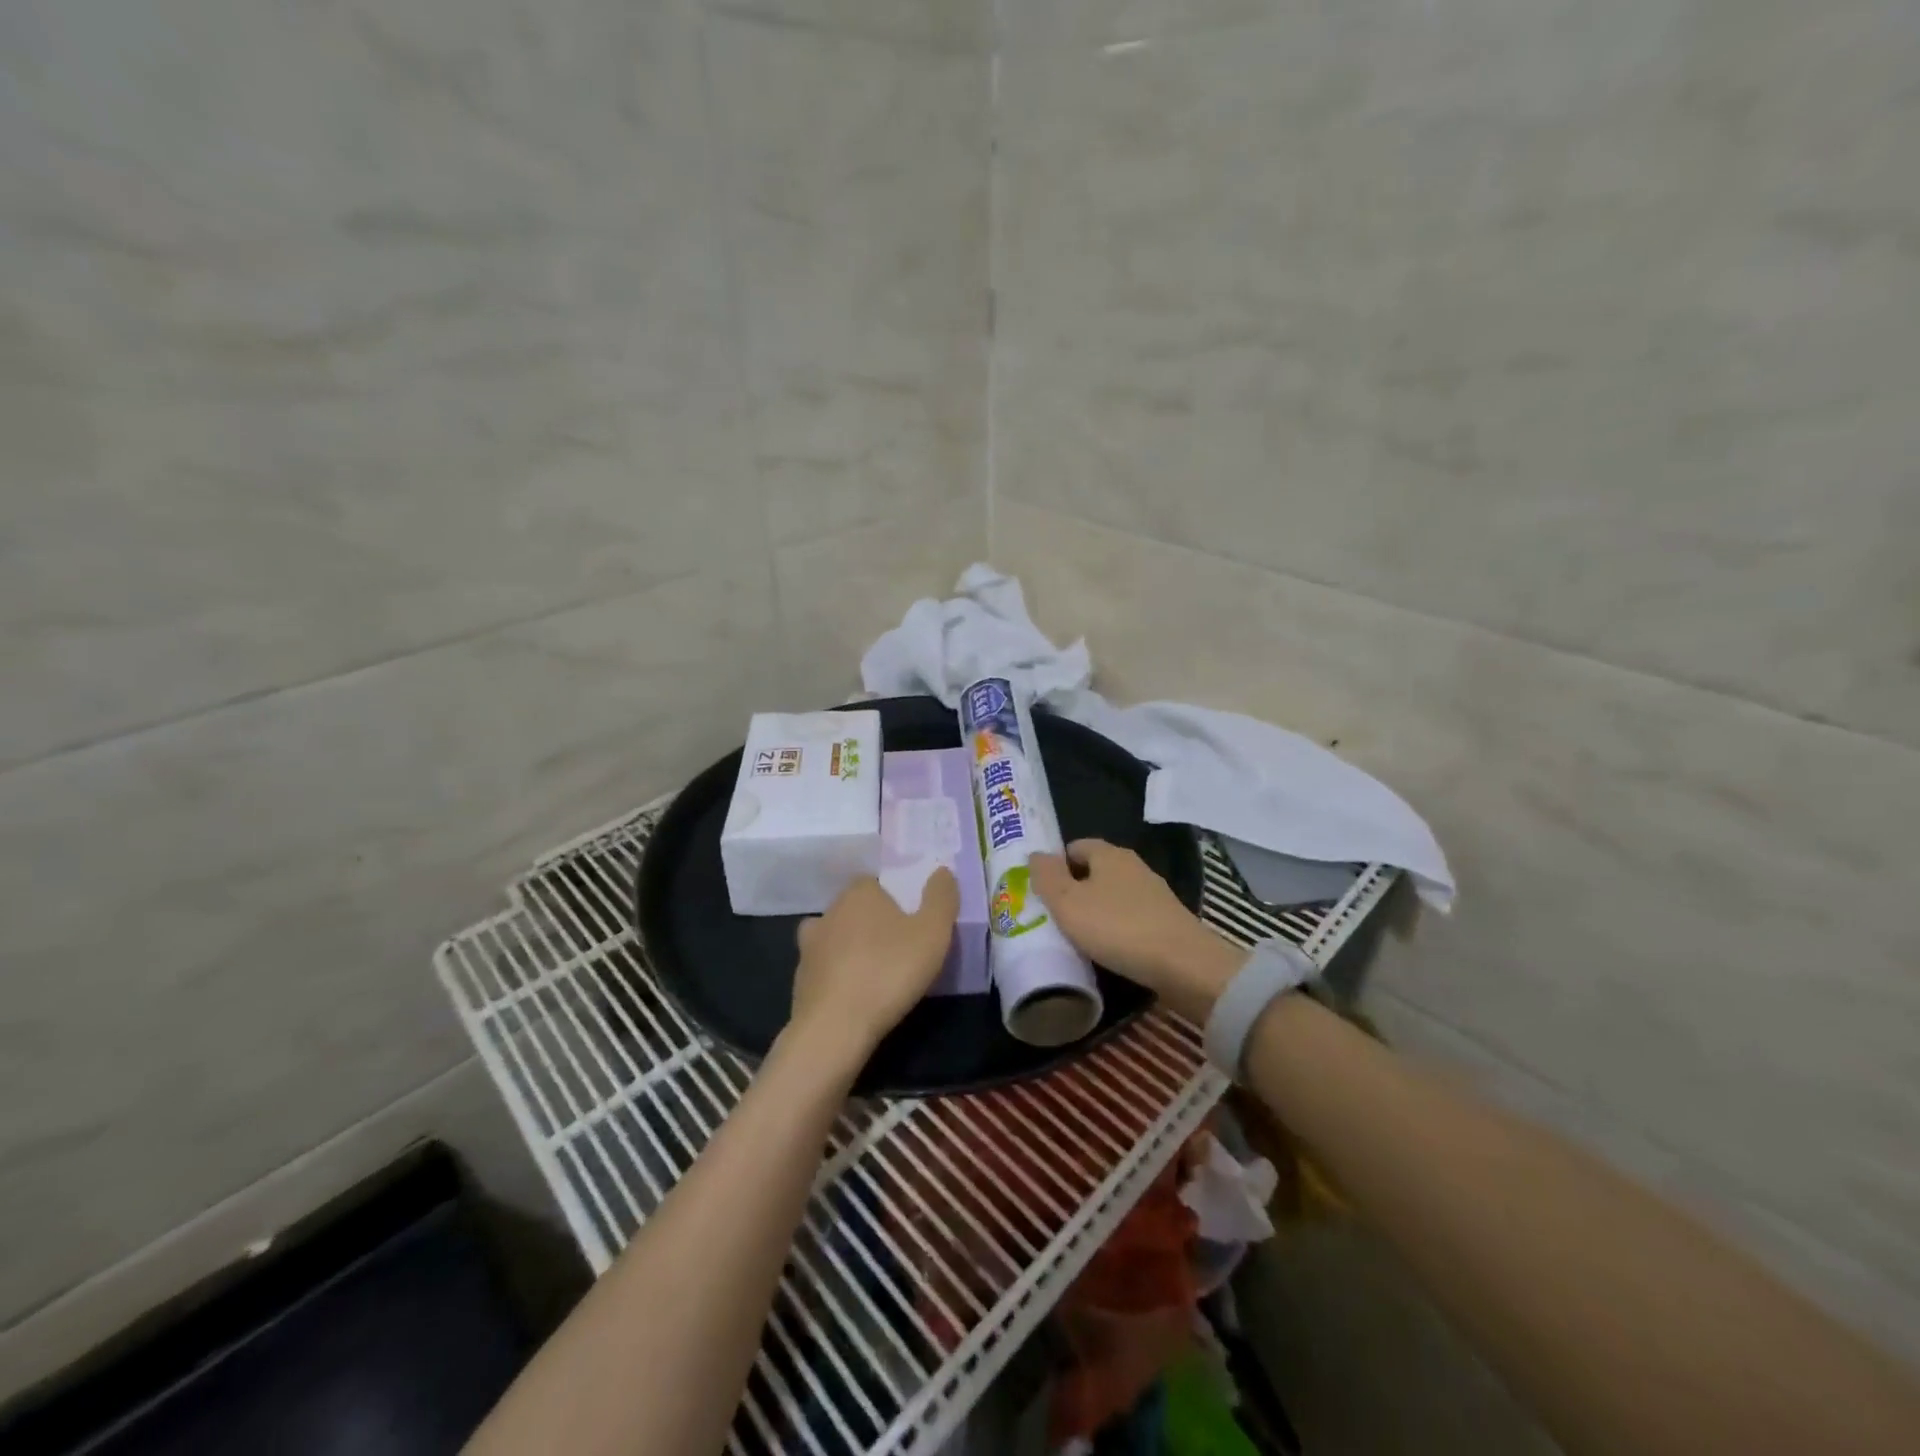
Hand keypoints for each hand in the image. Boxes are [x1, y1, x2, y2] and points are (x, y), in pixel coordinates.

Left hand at [787, 870, 959, 1070]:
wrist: (835, 1027)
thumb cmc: (889, 971)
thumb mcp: (933, 932)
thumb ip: (941, 897)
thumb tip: (942, 870)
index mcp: (859, 892)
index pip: (877, 883)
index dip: (896, 900)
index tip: (912, 922)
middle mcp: (829, 911)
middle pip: (857, 909)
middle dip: (875, 924)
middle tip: (900, 948)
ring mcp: (809, 946)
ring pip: (836, 938)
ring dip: (852, 949)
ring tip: (876, 972)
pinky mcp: (800, 979)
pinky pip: (825, 969)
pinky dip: (838, 976)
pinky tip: (854, 994)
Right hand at [1030, 840, 1244, 1022]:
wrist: (1184, 965)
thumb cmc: (1117, 927)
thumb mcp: (1068, 903)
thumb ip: (1047, 876)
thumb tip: (1036, 854)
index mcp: (1109, 854)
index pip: (1076, 846)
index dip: (1056, 864)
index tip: (1041, 890)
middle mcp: (1133, 866)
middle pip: (1095, 870)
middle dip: (1075, 888)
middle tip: (1054, 914)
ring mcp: (1154, 893)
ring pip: (1114, 894)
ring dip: (1097, 909)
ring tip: (1077, 935)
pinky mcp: (1167, 920)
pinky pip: (1131, 916)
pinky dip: (1117, 927)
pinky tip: (1108, 948)